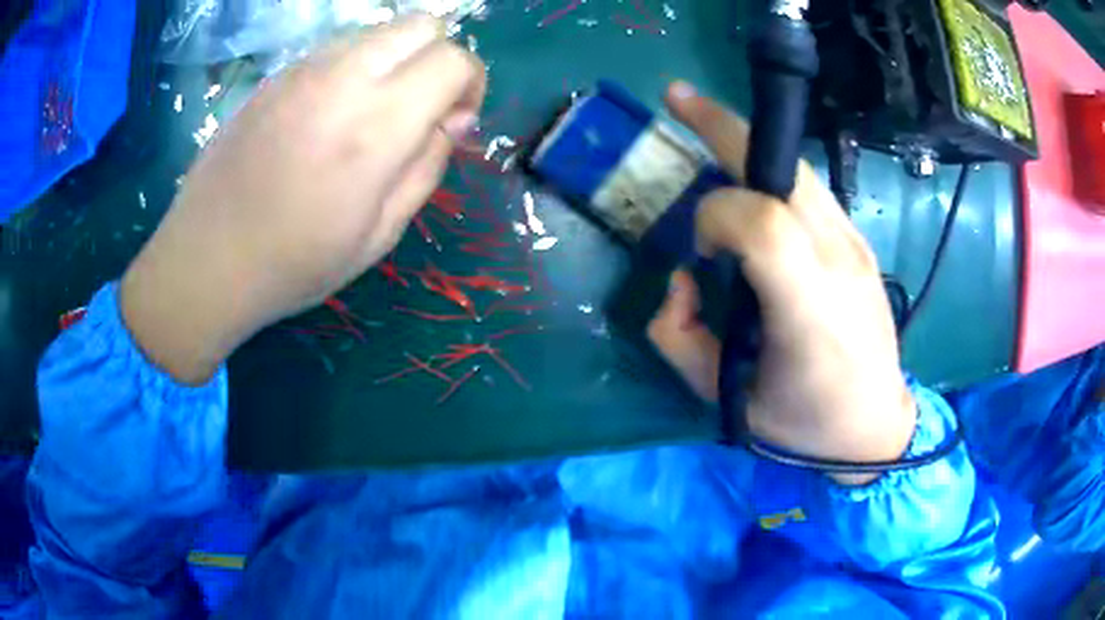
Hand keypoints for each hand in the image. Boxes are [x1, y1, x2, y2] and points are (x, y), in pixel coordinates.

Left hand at [121, 15, 485, 383]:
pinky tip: (329, 115)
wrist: (207, 260)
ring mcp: (303, 70)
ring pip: (378, 31)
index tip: (455, 122)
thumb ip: (428, 166)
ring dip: (395, 60)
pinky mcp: (276, 76)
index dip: (471, 85)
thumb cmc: (295, 263)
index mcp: (377, 125)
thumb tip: (452, 120)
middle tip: (422, 107)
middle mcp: (343, 78)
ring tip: (372, 112)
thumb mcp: (380, 235)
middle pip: (421, 25)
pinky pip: (336, 50)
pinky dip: (354, 67)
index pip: (454, 60)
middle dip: (439, 57)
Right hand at [649, 82, 914, 483]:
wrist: (875, 427)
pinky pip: (810, 191)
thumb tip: (678, 279)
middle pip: (783, 170)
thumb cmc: (803, 422)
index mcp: (808, 312)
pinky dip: (772, 177)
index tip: (701, 251)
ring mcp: (856, 246)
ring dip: (748, 143)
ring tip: (706, 126)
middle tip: (678, 98)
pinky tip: (753, 191)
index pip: (760, 221)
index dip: (715, 217)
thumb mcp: (727, 400)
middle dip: (723, 127)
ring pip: (797, 170)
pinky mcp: (861, 243)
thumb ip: (681, 339)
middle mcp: (840, 262)